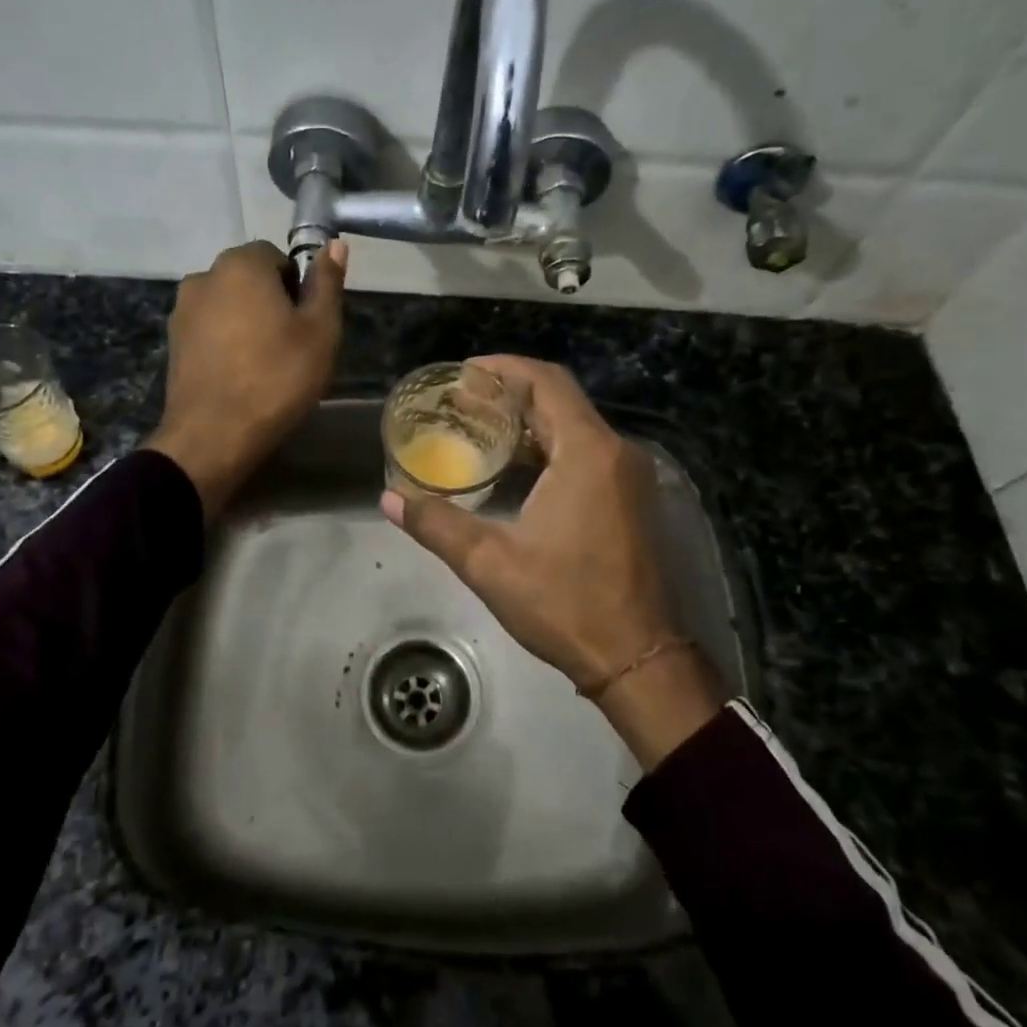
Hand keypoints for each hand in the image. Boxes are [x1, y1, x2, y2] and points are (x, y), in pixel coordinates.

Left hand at [145, 239, 347, 517]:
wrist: (214, 435)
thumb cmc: (277, 378)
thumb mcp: (320, 331)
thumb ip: (326, 283)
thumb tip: (334, 244)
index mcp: (241, 265)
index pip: (276, 256)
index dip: (296, 286)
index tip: (305, 323)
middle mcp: (204, 276)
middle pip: (249, 278)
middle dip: (271, 302)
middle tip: (290, 346)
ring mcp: (182, 310)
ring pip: (228, 305)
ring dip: (246, 322)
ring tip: (264, 364)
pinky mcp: (173, 342)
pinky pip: (209, 329)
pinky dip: (226, 342)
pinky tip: (238, 375)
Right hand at [380, 355, 727, 767]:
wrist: (636, 657)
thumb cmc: (565, 603)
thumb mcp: (490, 563)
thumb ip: (437, 524)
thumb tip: (389, 498)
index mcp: (588, 453)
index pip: (546, 383)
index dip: (504, 368)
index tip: (464, 372)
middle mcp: (615, 452)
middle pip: (561, 399)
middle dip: (511, 392)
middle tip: (463, 399)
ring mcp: (628, 476)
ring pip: (575, 426)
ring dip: (531, 419)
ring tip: (480, 426)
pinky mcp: (630, 498)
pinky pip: (586, 450)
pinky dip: (550, 446)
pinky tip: (516, 465)